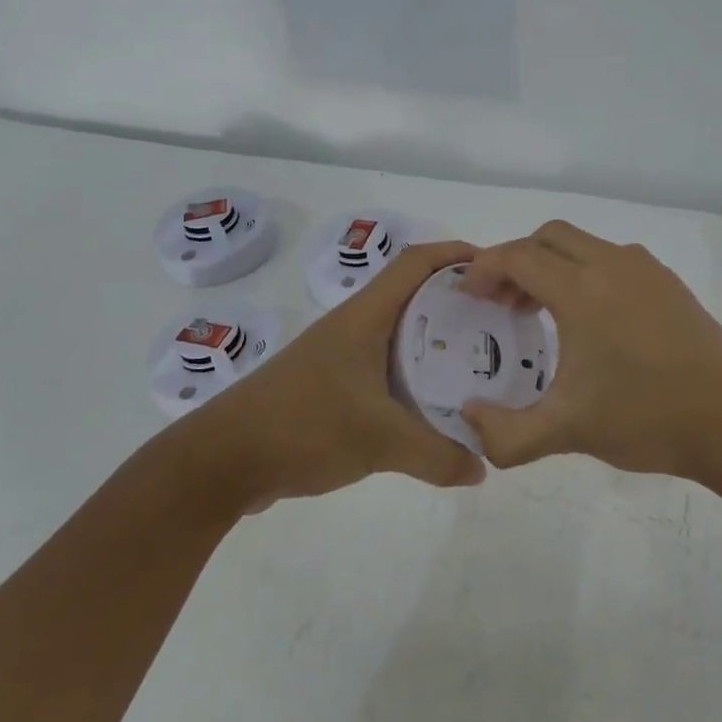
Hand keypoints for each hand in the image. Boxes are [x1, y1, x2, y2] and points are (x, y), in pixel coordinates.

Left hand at [185, 241, 488, 509]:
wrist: (221, 461)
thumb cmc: (302, 426)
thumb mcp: (378, 441)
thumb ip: (437, 455)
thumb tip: (483, 467)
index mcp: (364, 317)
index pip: (415, 262)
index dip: (455, 255)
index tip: (497, 269)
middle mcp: (353, 327)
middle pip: (413, 294)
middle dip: (457, 300)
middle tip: (499, 321)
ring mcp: (339, 357)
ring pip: (399, 333)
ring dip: (436, 339)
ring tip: (477, 361)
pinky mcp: (330, 386)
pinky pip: (384, 367)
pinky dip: (414, 374)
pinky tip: (432, 403)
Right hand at [457, 221, 721, 486]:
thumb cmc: (645, 419)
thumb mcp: (566, 432)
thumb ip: (506, 434)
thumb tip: (469, 420)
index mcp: (583, 290)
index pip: (519, 256)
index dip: (485, 269)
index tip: (470, 296)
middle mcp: (613, 265)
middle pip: (550, 236)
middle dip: (517, 260)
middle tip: (503, 302)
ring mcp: (647, 271)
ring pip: (585, 244)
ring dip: (554, 265)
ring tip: (543, 311)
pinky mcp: (670, 284)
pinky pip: (615, 259)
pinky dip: (587, 272)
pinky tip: (593, 320)